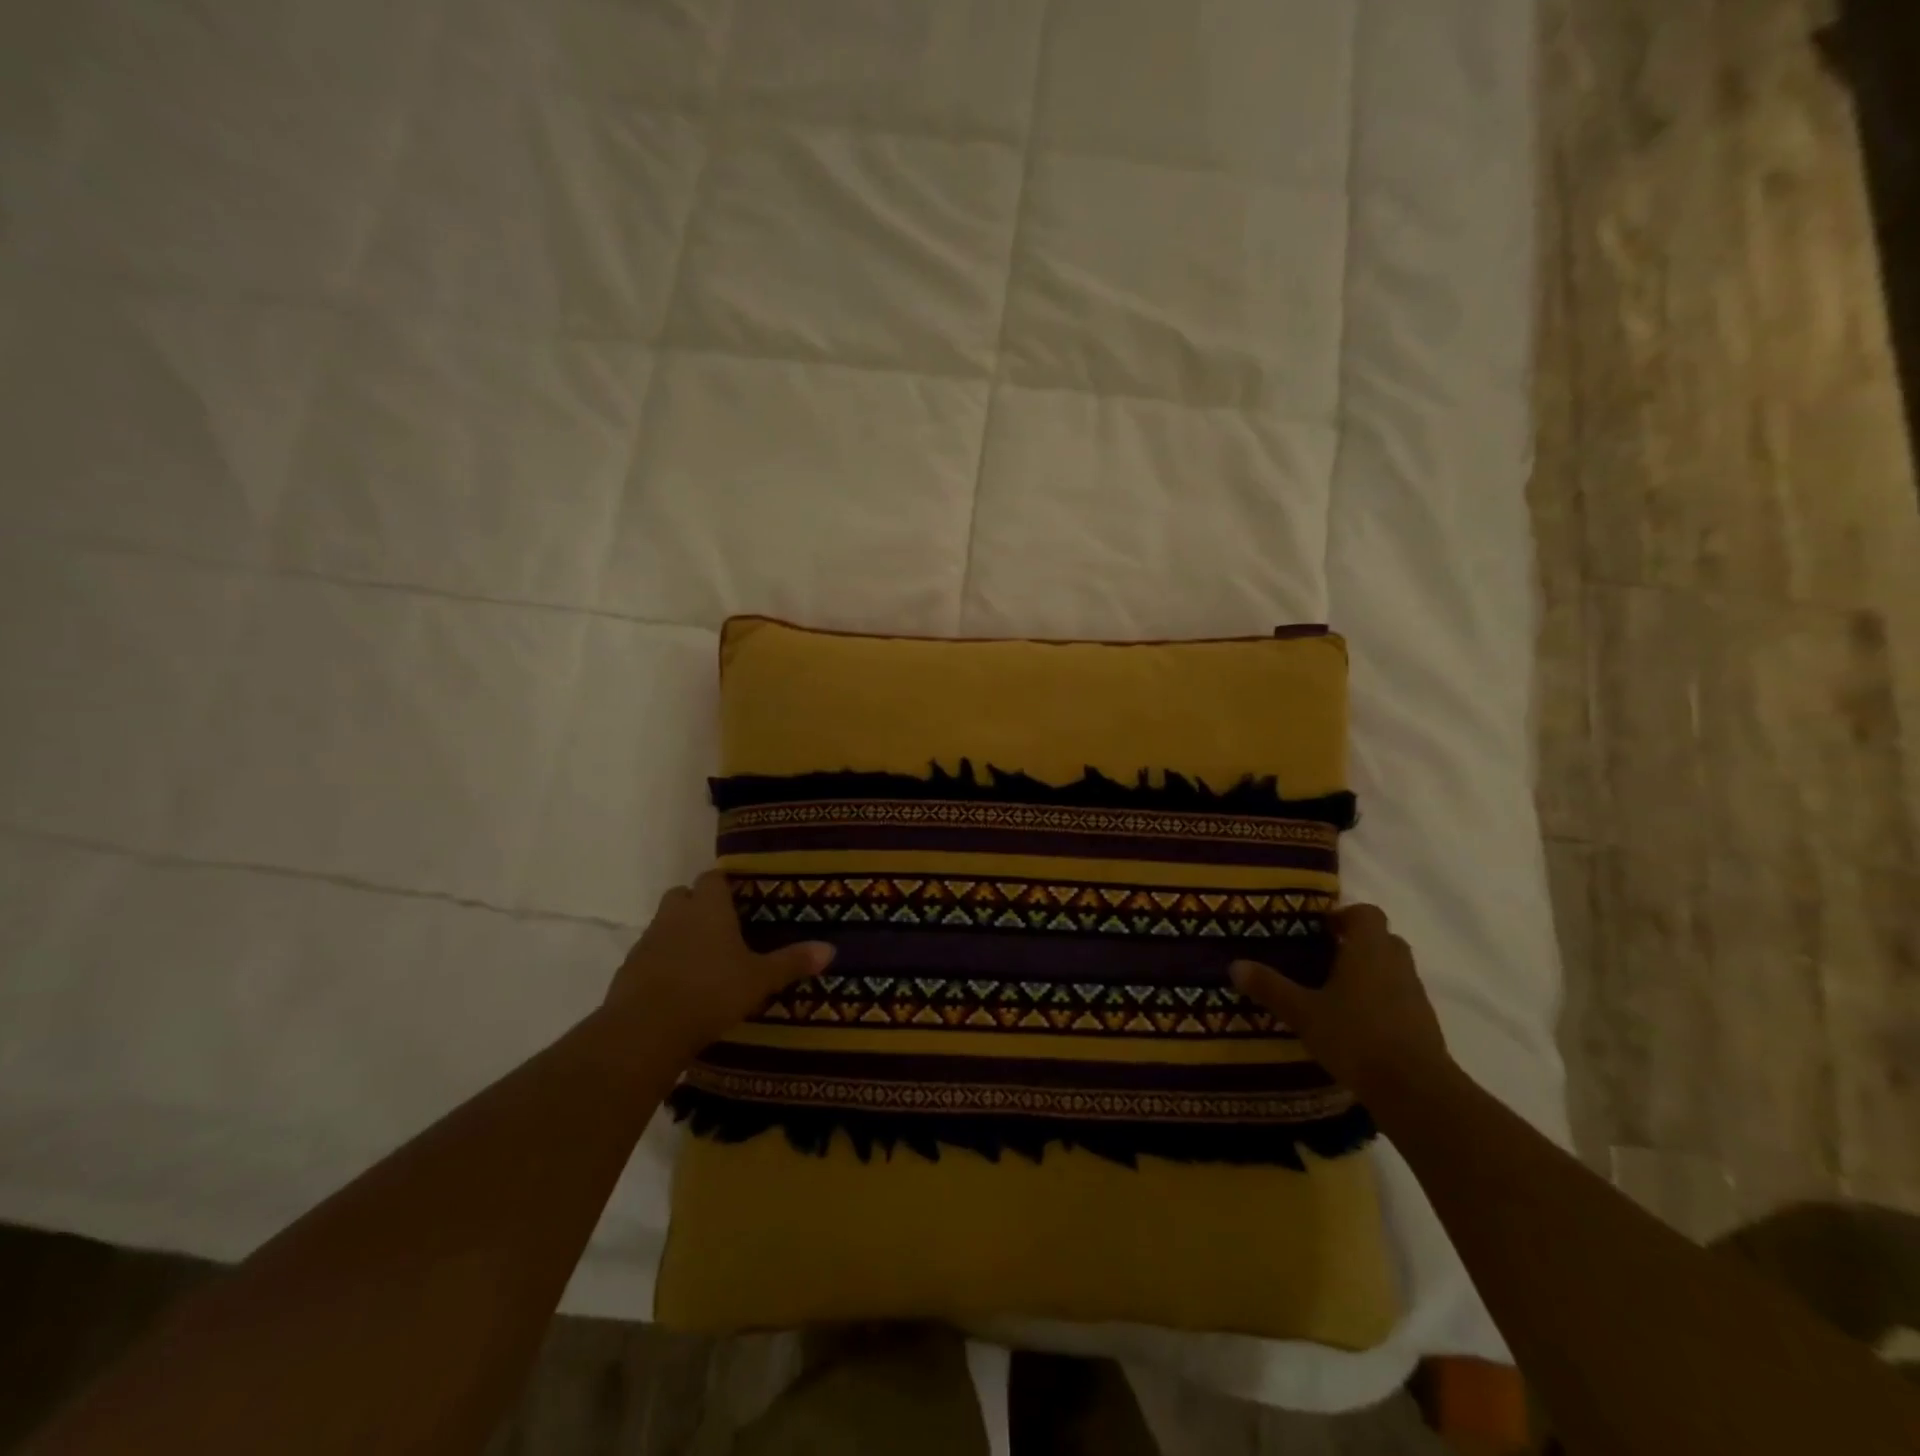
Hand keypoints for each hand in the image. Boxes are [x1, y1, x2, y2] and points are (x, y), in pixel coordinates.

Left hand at [605, 870, 833, 1061]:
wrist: (646, 1029)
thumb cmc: (711, 991)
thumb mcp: (760, 979)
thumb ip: (792, 962)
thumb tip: (831, 949)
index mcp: (708, 906)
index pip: (713, 877)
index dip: (725, 884)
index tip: (740, 897)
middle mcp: (675, 914)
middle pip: (683, 895)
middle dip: (698, 905)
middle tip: (722, 927)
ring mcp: (648, 941)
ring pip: (664, 924)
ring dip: (679, 934)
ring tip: (703, 960)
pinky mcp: (628, 969)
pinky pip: (650, 955)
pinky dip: (663, 963)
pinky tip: (680, 986)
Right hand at [1230, 904, 1451, 1103]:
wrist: (1416, 1090)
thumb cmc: (1356, 1037)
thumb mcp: (1303, 1013)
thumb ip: (1271, 987)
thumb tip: (1235, 965)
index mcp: (1368, 950)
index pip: (1366, 913)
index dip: (1344, 916)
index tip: (1321, 930)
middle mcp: (1396, 964)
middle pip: (1382, 939)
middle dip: (1357, 943)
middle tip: (1325, 958)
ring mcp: (1415, 994)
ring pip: (1393, 969)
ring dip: (1371, 972)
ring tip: (1337, 992)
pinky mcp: (1425, 1024)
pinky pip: (1401, 998)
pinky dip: (1382, 1001)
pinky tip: (1357, 1024)